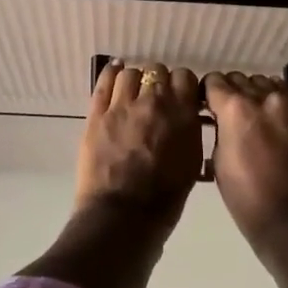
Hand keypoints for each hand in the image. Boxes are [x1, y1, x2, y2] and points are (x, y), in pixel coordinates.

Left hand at [75, 62, 203, 232]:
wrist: (123, 216)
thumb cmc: (164, 199)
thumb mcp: (191, 163)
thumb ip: (189, 132)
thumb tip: (186, 116)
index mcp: (182, 115)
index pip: (185, 77)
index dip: (182, 85)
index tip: (180, 95)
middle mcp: (154, 102)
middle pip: (157, 71)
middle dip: (158, 81)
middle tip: (156, 97)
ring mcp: (122, 106)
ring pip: (130, 73)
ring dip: (135, 80)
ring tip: (133, 92)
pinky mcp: (97, 114)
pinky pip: (104, 82)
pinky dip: (111, 74)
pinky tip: (114, 73)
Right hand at [204, 71, 287, 243]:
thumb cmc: (247, 198)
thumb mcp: (218, 162)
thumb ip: (221, 130)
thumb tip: (225, 119)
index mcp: (237, 108)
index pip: (215, 80)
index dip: (209, 93)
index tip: (210, 107)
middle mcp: (268, 100)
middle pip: (244, 80)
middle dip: (235, 94)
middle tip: (234, 117)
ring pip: (273, 88)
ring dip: (262, 99)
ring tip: (261, 124)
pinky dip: (287, 121)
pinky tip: (286, 144)